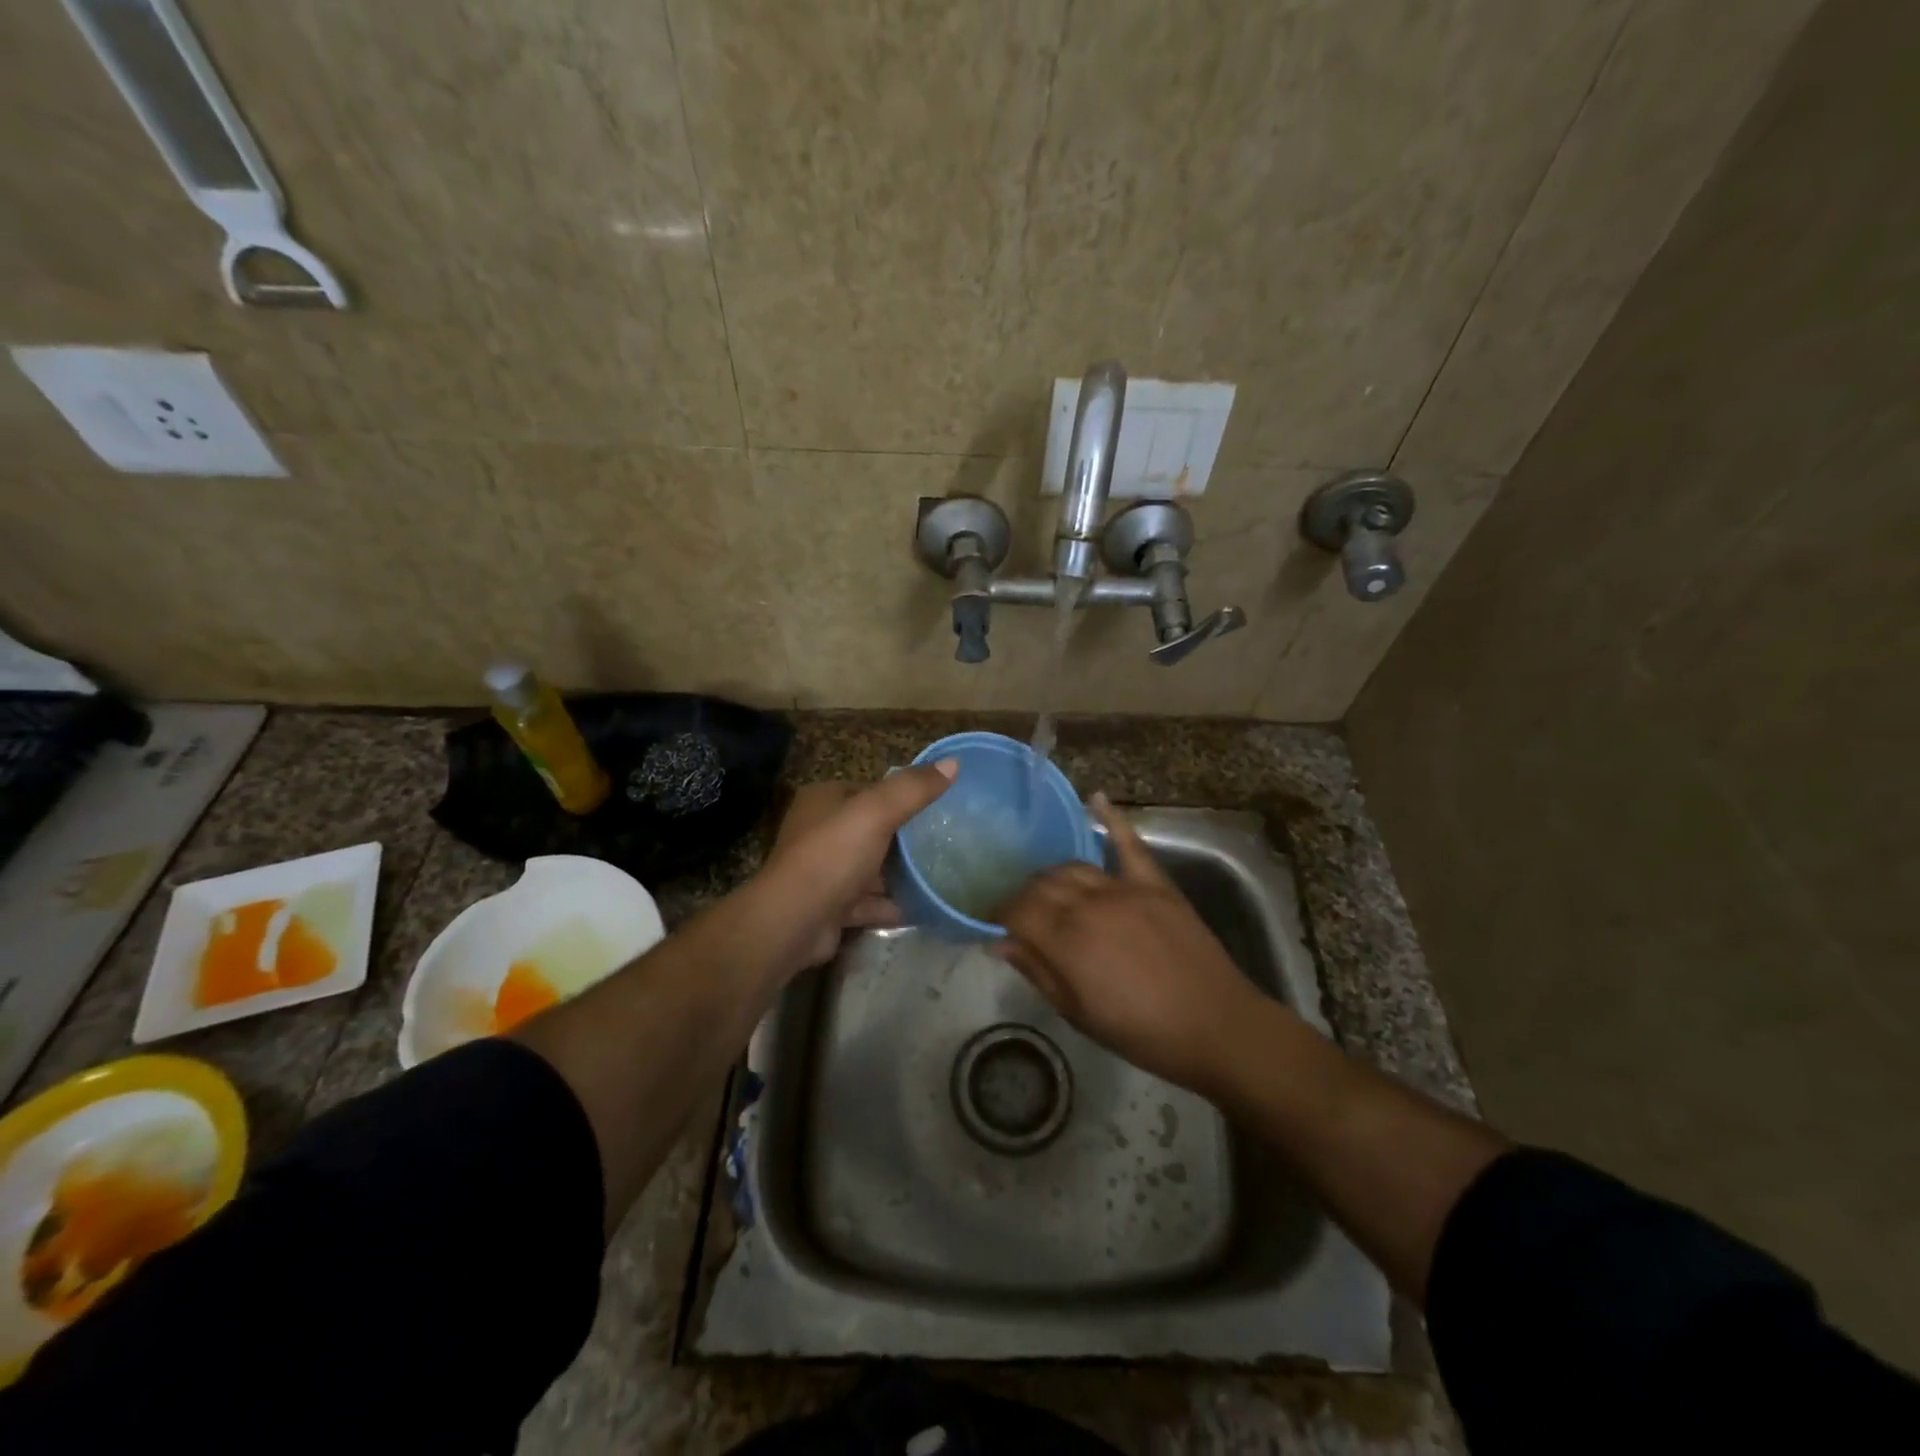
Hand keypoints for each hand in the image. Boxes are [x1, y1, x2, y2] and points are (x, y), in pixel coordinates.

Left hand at [754, 762, 957, 972]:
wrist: (793, 922)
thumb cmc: (833, 856)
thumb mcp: (876, 812)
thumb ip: (913, 788)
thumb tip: (953, 762)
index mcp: (824, 800)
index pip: (868, 790)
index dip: (901, 796)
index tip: (937, 805)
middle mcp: (819, 832)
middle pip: (871, 830)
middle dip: (904, 838)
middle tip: (945, 841)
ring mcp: (824, 872)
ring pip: (870, 868)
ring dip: (899, 874)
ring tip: (940, 874)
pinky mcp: (830, 907)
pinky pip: (868, 902)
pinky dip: (891, 904)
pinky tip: (921, 908)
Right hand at [994, 795, 1264, 1091]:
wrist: (1213, 1025)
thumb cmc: (1140, 1031)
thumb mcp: (1077, 1013)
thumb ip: (1037, 971)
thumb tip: (1000, 943)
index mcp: (1066, 940)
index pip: (1017, 909)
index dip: (1000, 914)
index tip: (994, 923)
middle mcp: (1089, 904)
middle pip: (1042, 884)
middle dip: (1024, 896)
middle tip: (1022, 913)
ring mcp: (1124, 888)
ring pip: (1074, 866)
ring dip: (1054, 875)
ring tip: (1050, 890)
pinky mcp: (1155, 883)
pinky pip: (1129, 843)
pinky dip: (1112, 819)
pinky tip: (1095, 798)